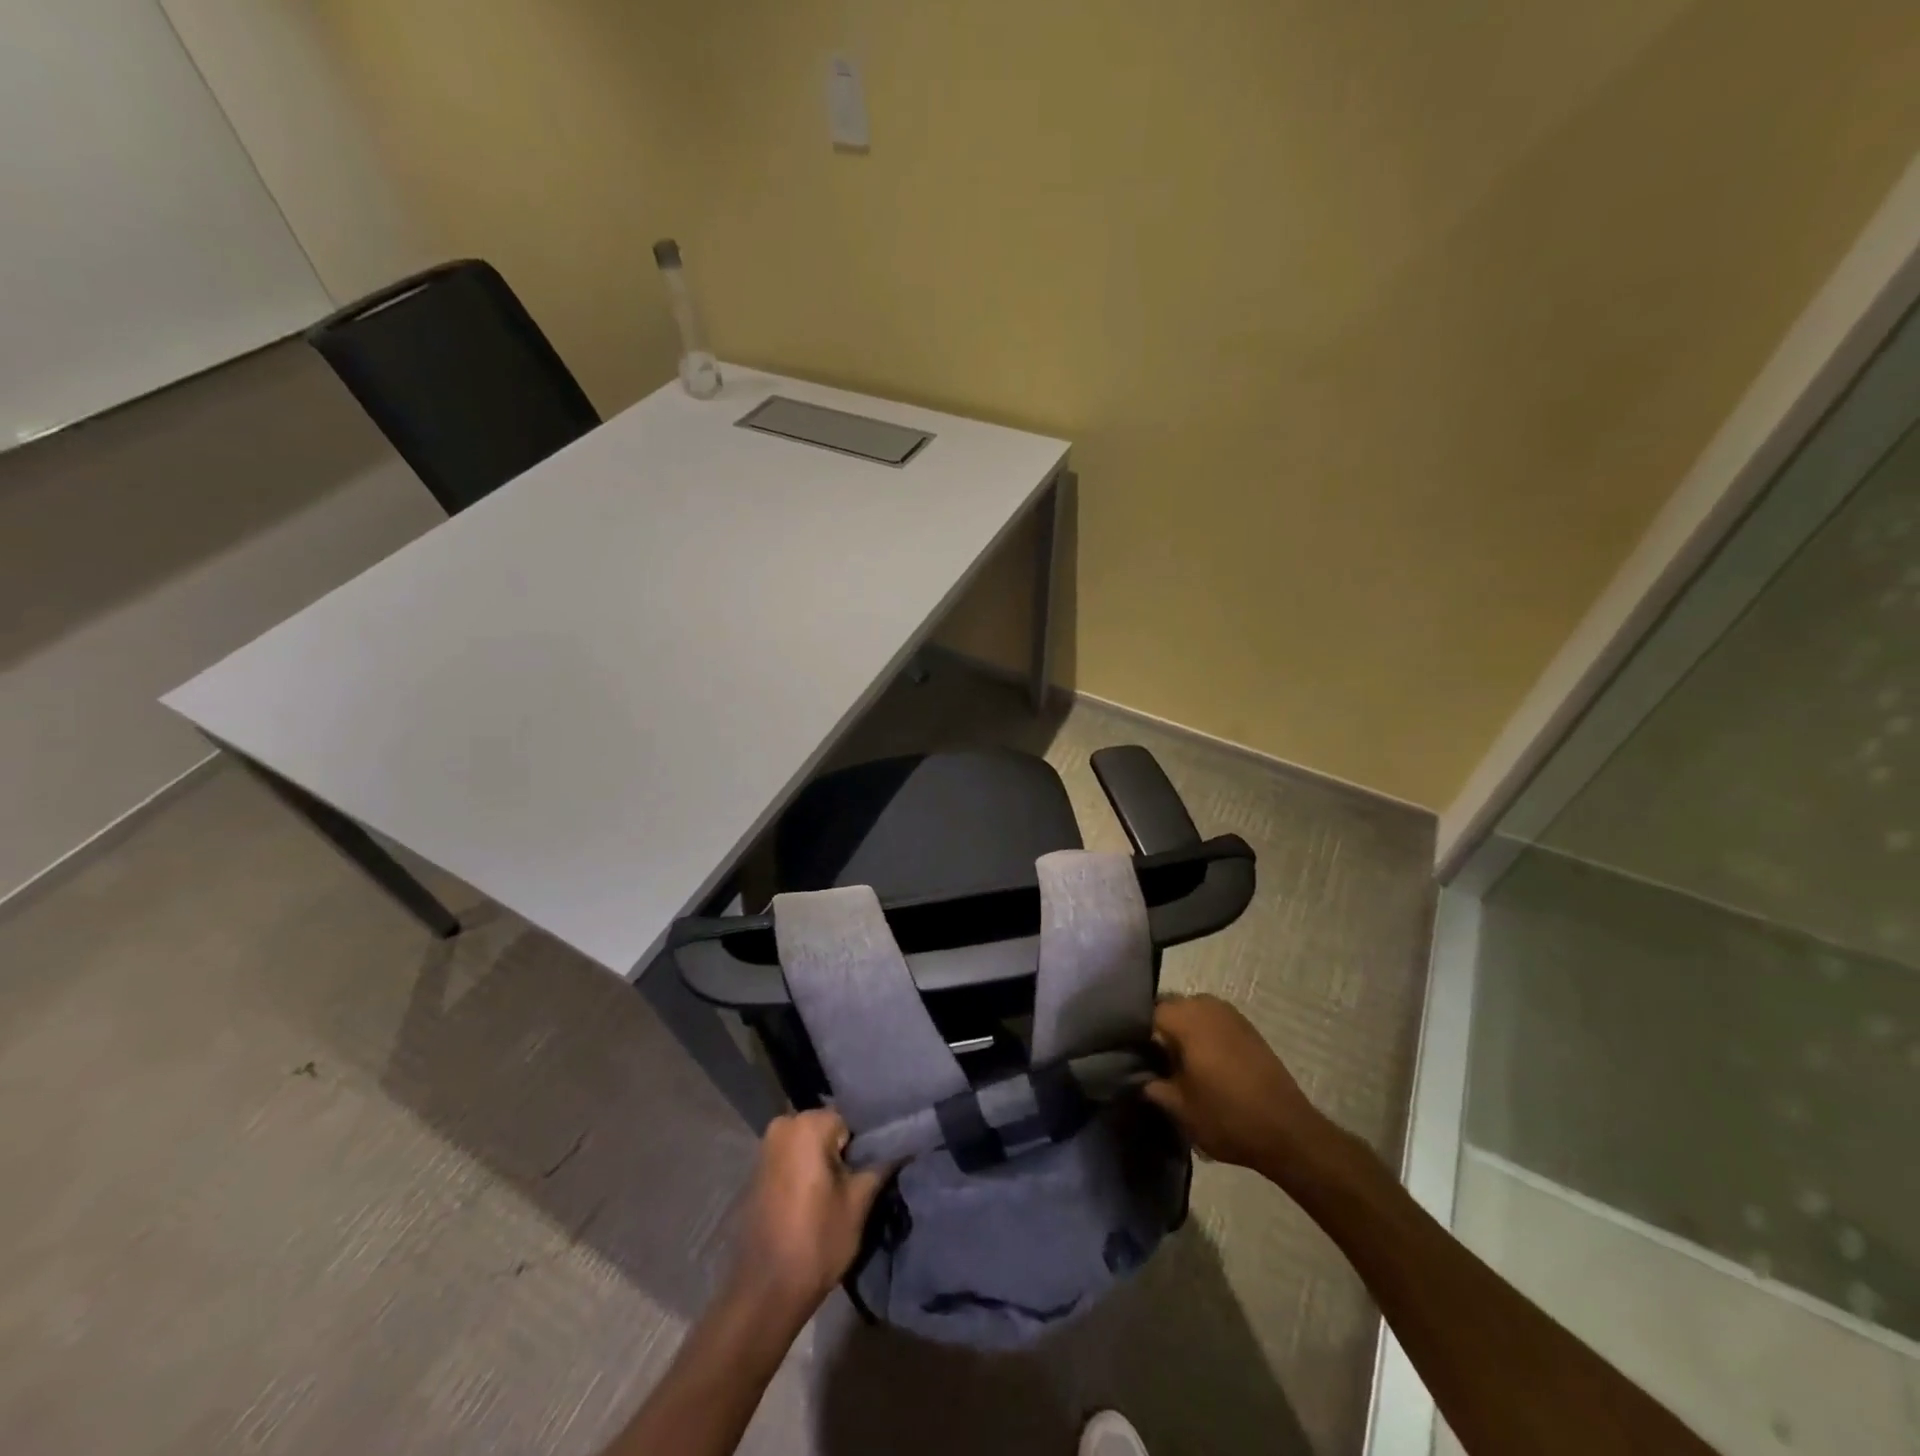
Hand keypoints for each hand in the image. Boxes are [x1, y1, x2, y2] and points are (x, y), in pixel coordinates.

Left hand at [728, 1109, 889, 1321]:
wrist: (766, 1292)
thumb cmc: (817, 1240)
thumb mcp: (859, 1202)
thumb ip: (881, 1165)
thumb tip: (903, 1144)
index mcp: (807, 1124)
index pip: (850, 1120)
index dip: (864, 1145)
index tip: (873, 1168)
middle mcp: (783, 1126)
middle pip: (828, 1129)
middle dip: (844, 1152)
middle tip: (858, 1182)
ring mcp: (766, 1148)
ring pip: (810, 1144)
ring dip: (825, 1163)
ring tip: (840, 1192)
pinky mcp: (757, 1171)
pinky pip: (792, 1159)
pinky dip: (806, 1172)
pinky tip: (816, 1199)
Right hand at [1144, 994, 1333, 1178]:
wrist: (1288, 1131)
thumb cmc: (1227, 1116)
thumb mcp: (1180, 1108)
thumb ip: (1153, 1087)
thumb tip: (1140, 1077)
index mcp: (1186, 1018)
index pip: (1147, 1013)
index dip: (1137, 1035)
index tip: (1134, 1057)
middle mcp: (1206, 1005)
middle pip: (1170, 1008)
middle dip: (1160, 1030)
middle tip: (1154, 1061)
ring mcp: (1230, 1014)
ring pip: (1193, 1013)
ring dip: (1183, 1031)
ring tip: (1179, 1063)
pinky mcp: (1248, 1028)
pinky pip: (1213, 1021)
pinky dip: (1204, 1035)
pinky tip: (1204, 1063)